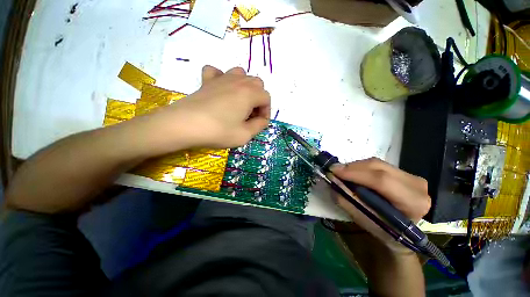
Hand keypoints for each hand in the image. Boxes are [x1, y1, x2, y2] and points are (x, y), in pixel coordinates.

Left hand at [136, 65, 270, 151]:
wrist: (184, 125)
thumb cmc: (218, 131)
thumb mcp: (245, 135)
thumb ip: (259, 126)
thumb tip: (262, 120)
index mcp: (250, 93)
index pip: (266, 98)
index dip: (266, 112)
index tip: (260, 123)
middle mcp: (238, 81)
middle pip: (257, 84)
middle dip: (258, 100)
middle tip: (250, 115)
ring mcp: (221, 78)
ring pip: (241, 74)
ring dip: (245, 87)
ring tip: (239, 102)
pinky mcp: (207, 81)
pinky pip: (217, 72)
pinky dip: (222, 79)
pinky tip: (220, 90)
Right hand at [330, 157, 430, 252]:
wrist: (404, 232)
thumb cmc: (384, 231)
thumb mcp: (363, 220)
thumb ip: (346, 200)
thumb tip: (332, 180)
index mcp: (412, 203)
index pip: (381, 181)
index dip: (355, 173)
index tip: (333, 171)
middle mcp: (416, 185)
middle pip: (378, 167)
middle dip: (351, 167)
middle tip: (334, 170)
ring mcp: (411, 176)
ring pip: (376, 163)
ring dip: (355, 166)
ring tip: (342, 173)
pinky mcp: (404, 172)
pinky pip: (378, 164)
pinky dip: (361, 167)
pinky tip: (353, 173)